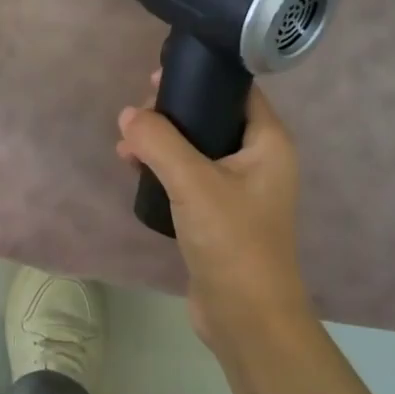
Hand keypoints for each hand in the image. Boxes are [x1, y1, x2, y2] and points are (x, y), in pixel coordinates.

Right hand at [116, 76, 316, 357]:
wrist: (246, 316)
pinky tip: (137, 172)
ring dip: (163, 144)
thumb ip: (158, 142)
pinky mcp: (220, 216)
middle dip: (172, 113)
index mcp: (268, 143)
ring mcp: (240, 191)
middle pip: (212, 118)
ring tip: (126, 147)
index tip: (158, 77)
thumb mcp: (193, 183)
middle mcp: (258, 161)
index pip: (238, 91)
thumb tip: (127, 116)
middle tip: (135, 116)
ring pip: (197, 150)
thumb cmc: (232, 241)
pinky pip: (190, 179)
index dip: (200, 78)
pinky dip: (165, 171)